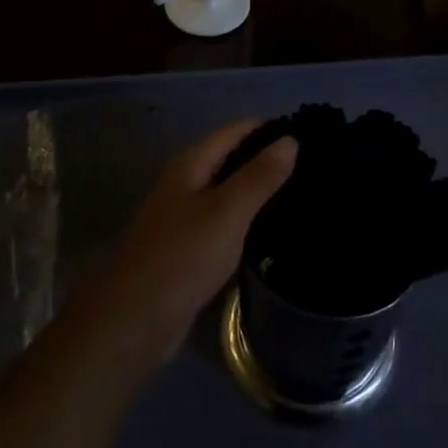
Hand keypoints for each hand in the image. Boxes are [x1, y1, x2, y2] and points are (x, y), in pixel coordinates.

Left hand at [87, 120, 297, 366]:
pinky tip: (273, 228)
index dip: (268, 127)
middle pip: (230, 157)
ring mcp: (184, 216)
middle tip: (313, 162)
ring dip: (259, 188)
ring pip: (228, 190)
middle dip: (266, 156)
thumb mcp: (227, 212)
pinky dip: (248, 217)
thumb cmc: (182, 257)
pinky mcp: (188, 247)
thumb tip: (290, 139)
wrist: (134, 320)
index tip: (309, 130)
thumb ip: (259, 177)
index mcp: (190, 164)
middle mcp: (185, 182)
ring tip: (303, 191)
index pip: (235, 130)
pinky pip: (225, 220)